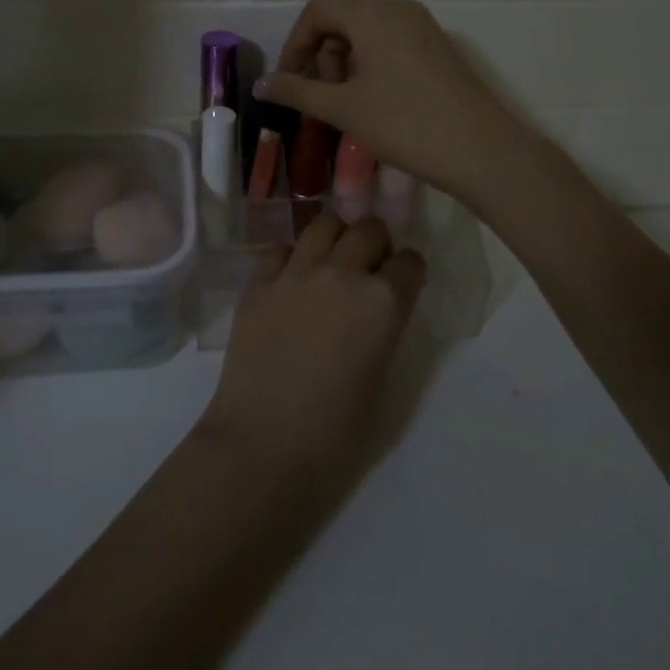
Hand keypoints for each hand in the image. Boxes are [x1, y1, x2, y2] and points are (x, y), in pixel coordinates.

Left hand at [198, 213, 426, 487]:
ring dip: (336, 239)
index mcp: (383, 302)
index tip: (403, 284)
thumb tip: (378, 312)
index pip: (410, 262)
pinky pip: (280, 248)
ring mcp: (296, 272)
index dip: (408, 273)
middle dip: (376, 244)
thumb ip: (385, 330)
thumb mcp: (382, 380)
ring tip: (331, 264)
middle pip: (369, 229)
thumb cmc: (335, 434)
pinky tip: (291, 282)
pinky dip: (291, 258)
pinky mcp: (258, 281)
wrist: (263, 446)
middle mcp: (343, 273)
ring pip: (324, 223)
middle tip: (369, 269)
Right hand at [252, 0, 525, 202]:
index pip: (316, 12)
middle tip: (322, 98)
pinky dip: (371, 66)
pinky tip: (375, 103)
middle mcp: (398, 8)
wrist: (480, 149)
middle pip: (342, 19)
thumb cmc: (403, 123)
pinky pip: (391, 44)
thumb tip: (260, 85)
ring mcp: (423, 26)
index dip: (293, 46)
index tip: (287, 84)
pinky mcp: (438, 48)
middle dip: (321, 56)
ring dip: (345, 64)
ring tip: (348, 106)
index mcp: (371, 13)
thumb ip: (296, 91)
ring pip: (367, 33)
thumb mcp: (342, 108)